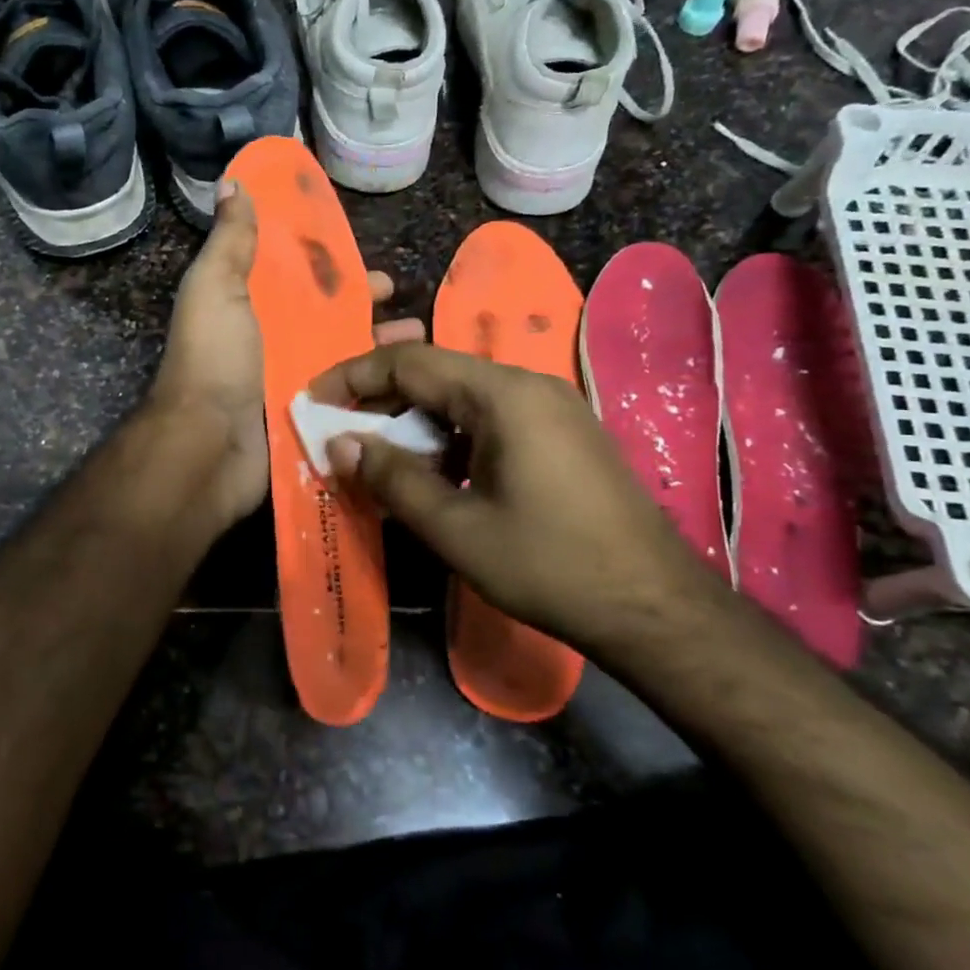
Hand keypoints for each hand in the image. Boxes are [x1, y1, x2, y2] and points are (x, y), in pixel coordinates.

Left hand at [149, 180, 423, 531]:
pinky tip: (416, 384)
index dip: (335, 268)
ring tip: (423, 340)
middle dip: (368, 308)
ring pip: (347, 359)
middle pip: (331, 319)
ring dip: (382, 349)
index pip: (302, 279)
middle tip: (407, 302)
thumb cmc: (214, 360)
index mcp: (253, 307)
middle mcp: (275, 343)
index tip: (370, 261)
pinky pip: (351, 399)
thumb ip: (230, 241)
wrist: (208, 446)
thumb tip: (233, 184)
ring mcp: (295, 384)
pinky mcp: (313, 420)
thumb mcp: (216, 288)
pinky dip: (380, 391)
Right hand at [308, 343, 731, 654]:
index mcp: (504, 395)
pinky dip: (451, 436)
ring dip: (415, 420)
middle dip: (382, 398)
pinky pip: (491, 417)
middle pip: (438, 373)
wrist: (655, 607)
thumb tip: (340, 443)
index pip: (412, 362)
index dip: (355, 376)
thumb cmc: (549, 565)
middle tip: (340, 431)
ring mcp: (552, 407)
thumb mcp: (456, 528)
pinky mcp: (563, 433)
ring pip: (463, 396)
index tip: (315, 400)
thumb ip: (392, 478)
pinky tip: (434, 472)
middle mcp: (529, 386)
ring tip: (379, 456)